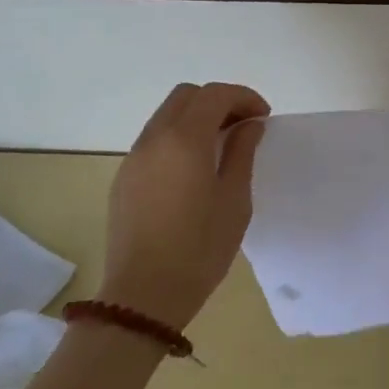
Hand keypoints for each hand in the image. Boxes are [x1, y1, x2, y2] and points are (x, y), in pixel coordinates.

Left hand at [101, 82, 270, 330]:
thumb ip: (241, 153)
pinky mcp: (124, 178)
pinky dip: (178, 137)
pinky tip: (193, 168)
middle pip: (186, 96)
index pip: (214, 94)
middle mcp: (154, 139)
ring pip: (166, 115)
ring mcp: (134, 157)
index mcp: (184, 140)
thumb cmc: (200, 248)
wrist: (144, 294)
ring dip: (196, 118)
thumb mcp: (234, 200)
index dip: (243, 97)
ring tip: (221, 146)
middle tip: (243, 126)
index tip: (264, 118)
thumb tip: (248, 125)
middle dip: (218, 101)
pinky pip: (154, 140)